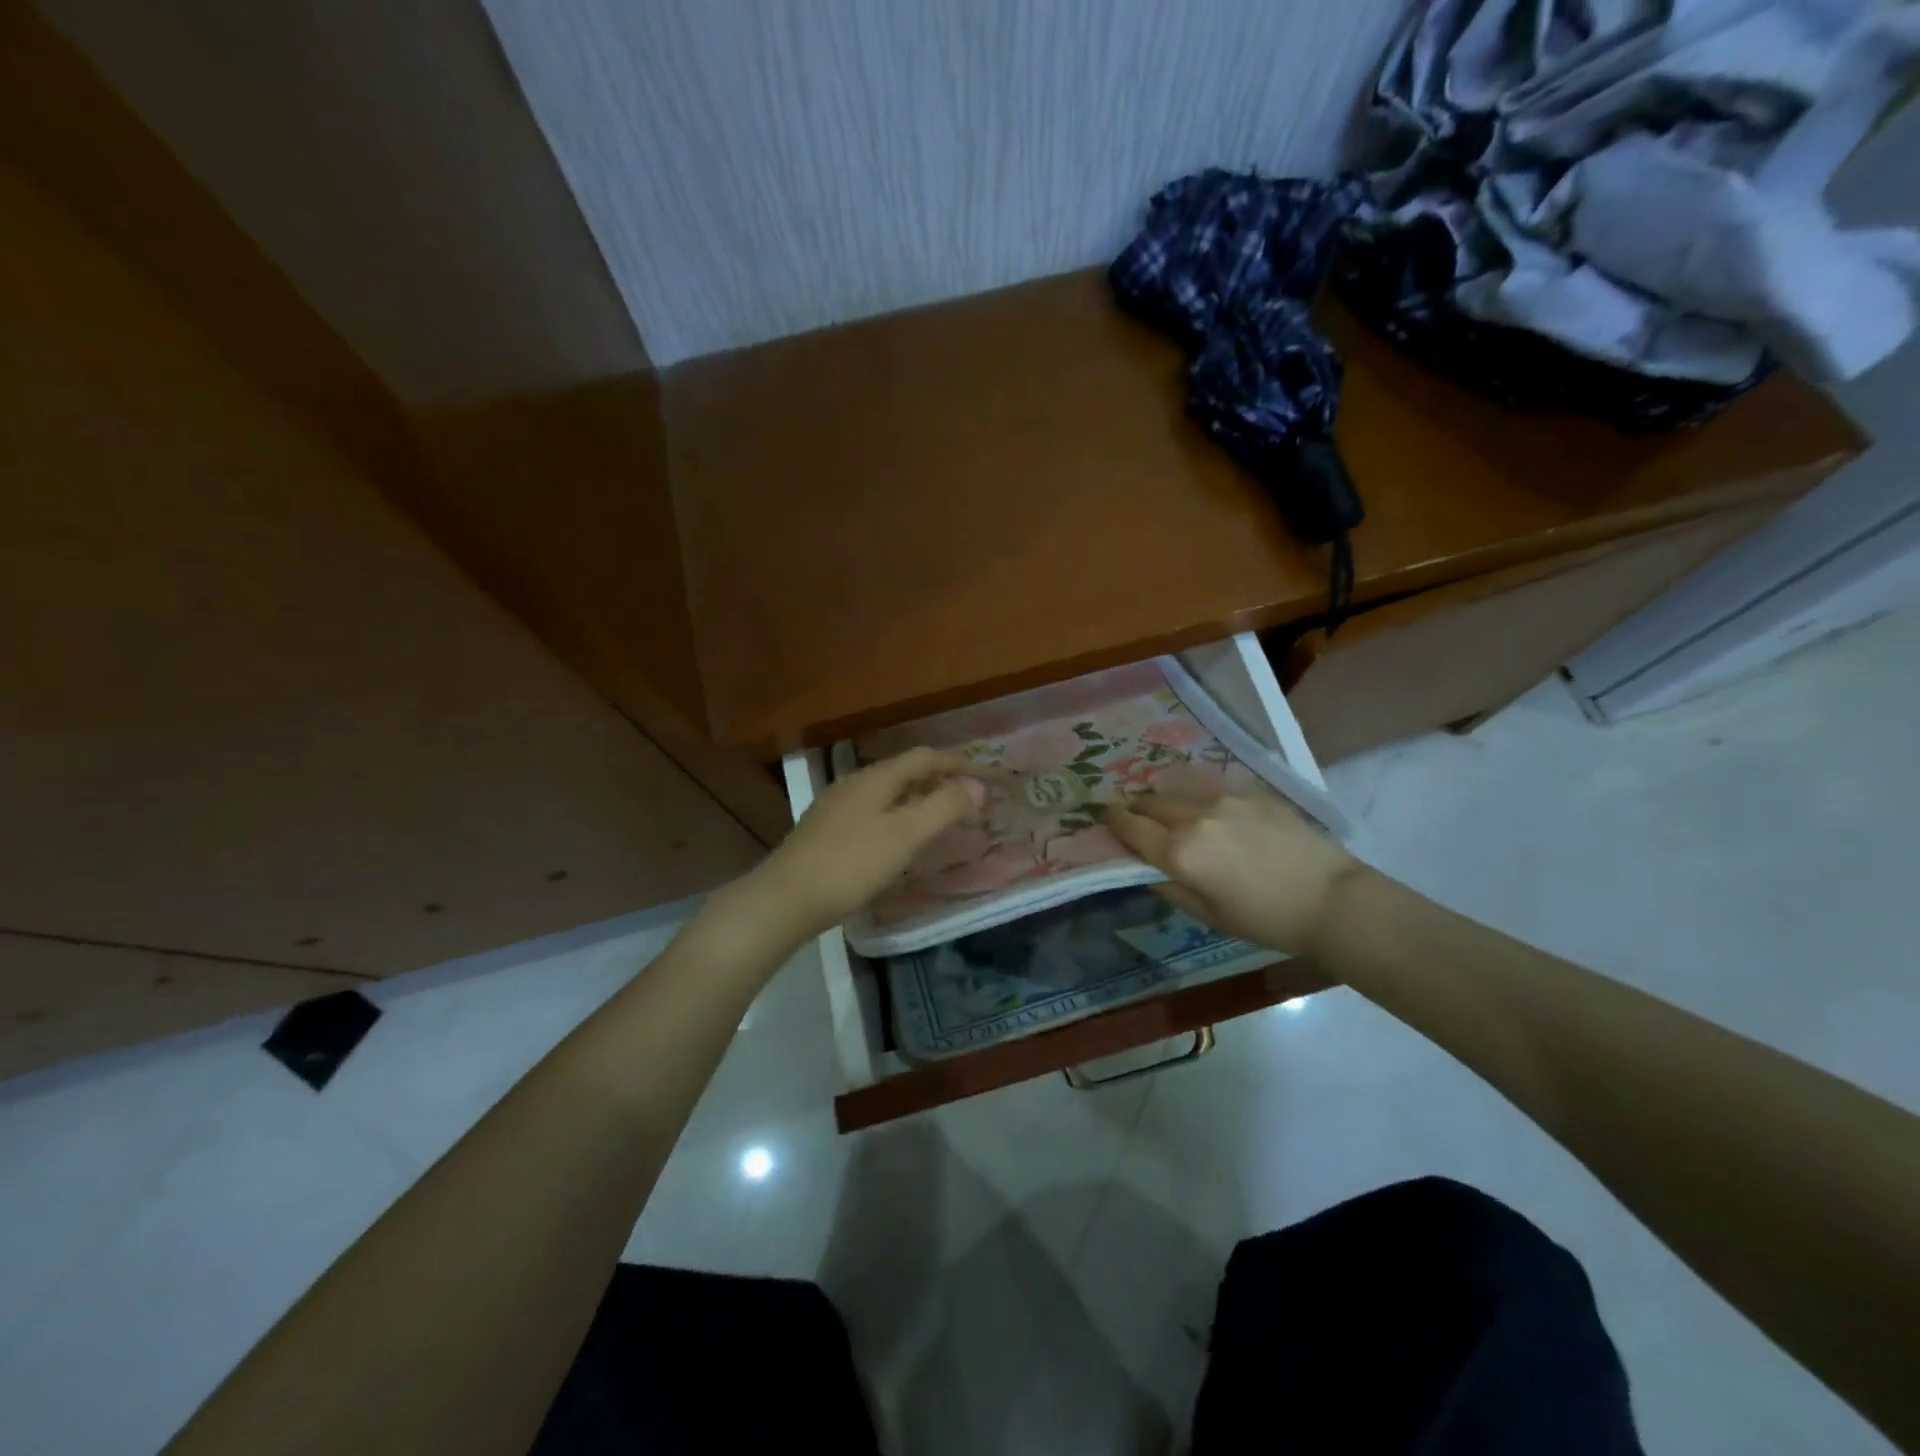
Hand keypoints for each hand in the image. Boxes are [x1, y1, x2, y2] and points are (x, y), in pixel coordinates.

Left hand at [727, 748, 985, 948]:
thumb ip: (943, 807)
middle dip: (939, 780)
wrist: (785, 899)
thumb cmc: (851, 864)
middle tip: (968, 797)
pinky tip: (899, 841)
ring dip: (918, 799)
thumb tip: (977, 785)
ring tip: (940, 818)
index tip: (986, 775)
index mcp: (876, 778)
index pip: (925, 757)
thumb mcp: (905, 835)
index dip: (958, 762)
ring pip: (887, 793)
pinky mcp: (826, 832)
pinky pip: (873, 813)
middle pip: (905, 772)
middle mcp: (855, 784)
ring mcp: (836, 807)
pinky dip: (898, 817)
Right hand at [1105, 785, 1362, 955]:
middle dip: (1135, 807)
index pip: (1130, 827)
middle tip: (1132, 815)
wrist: (1331, 899)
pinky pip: (1209, 785)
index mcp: (1180, 852)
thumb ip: (1169, 886)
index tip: (1104, 818)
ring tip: (1164, 805)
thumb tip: (1146, 867)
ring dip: (1163, 796)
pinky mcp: (1250, 791)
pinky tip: (1203, 804)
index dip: (1112, 821)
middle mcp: (1194, 816)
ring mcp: (1224, 798)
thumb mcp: (1208, 915)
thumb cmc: (1265, 919)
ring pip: (1177, 788)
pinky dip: (1195, 793)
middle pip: (1149, 801)